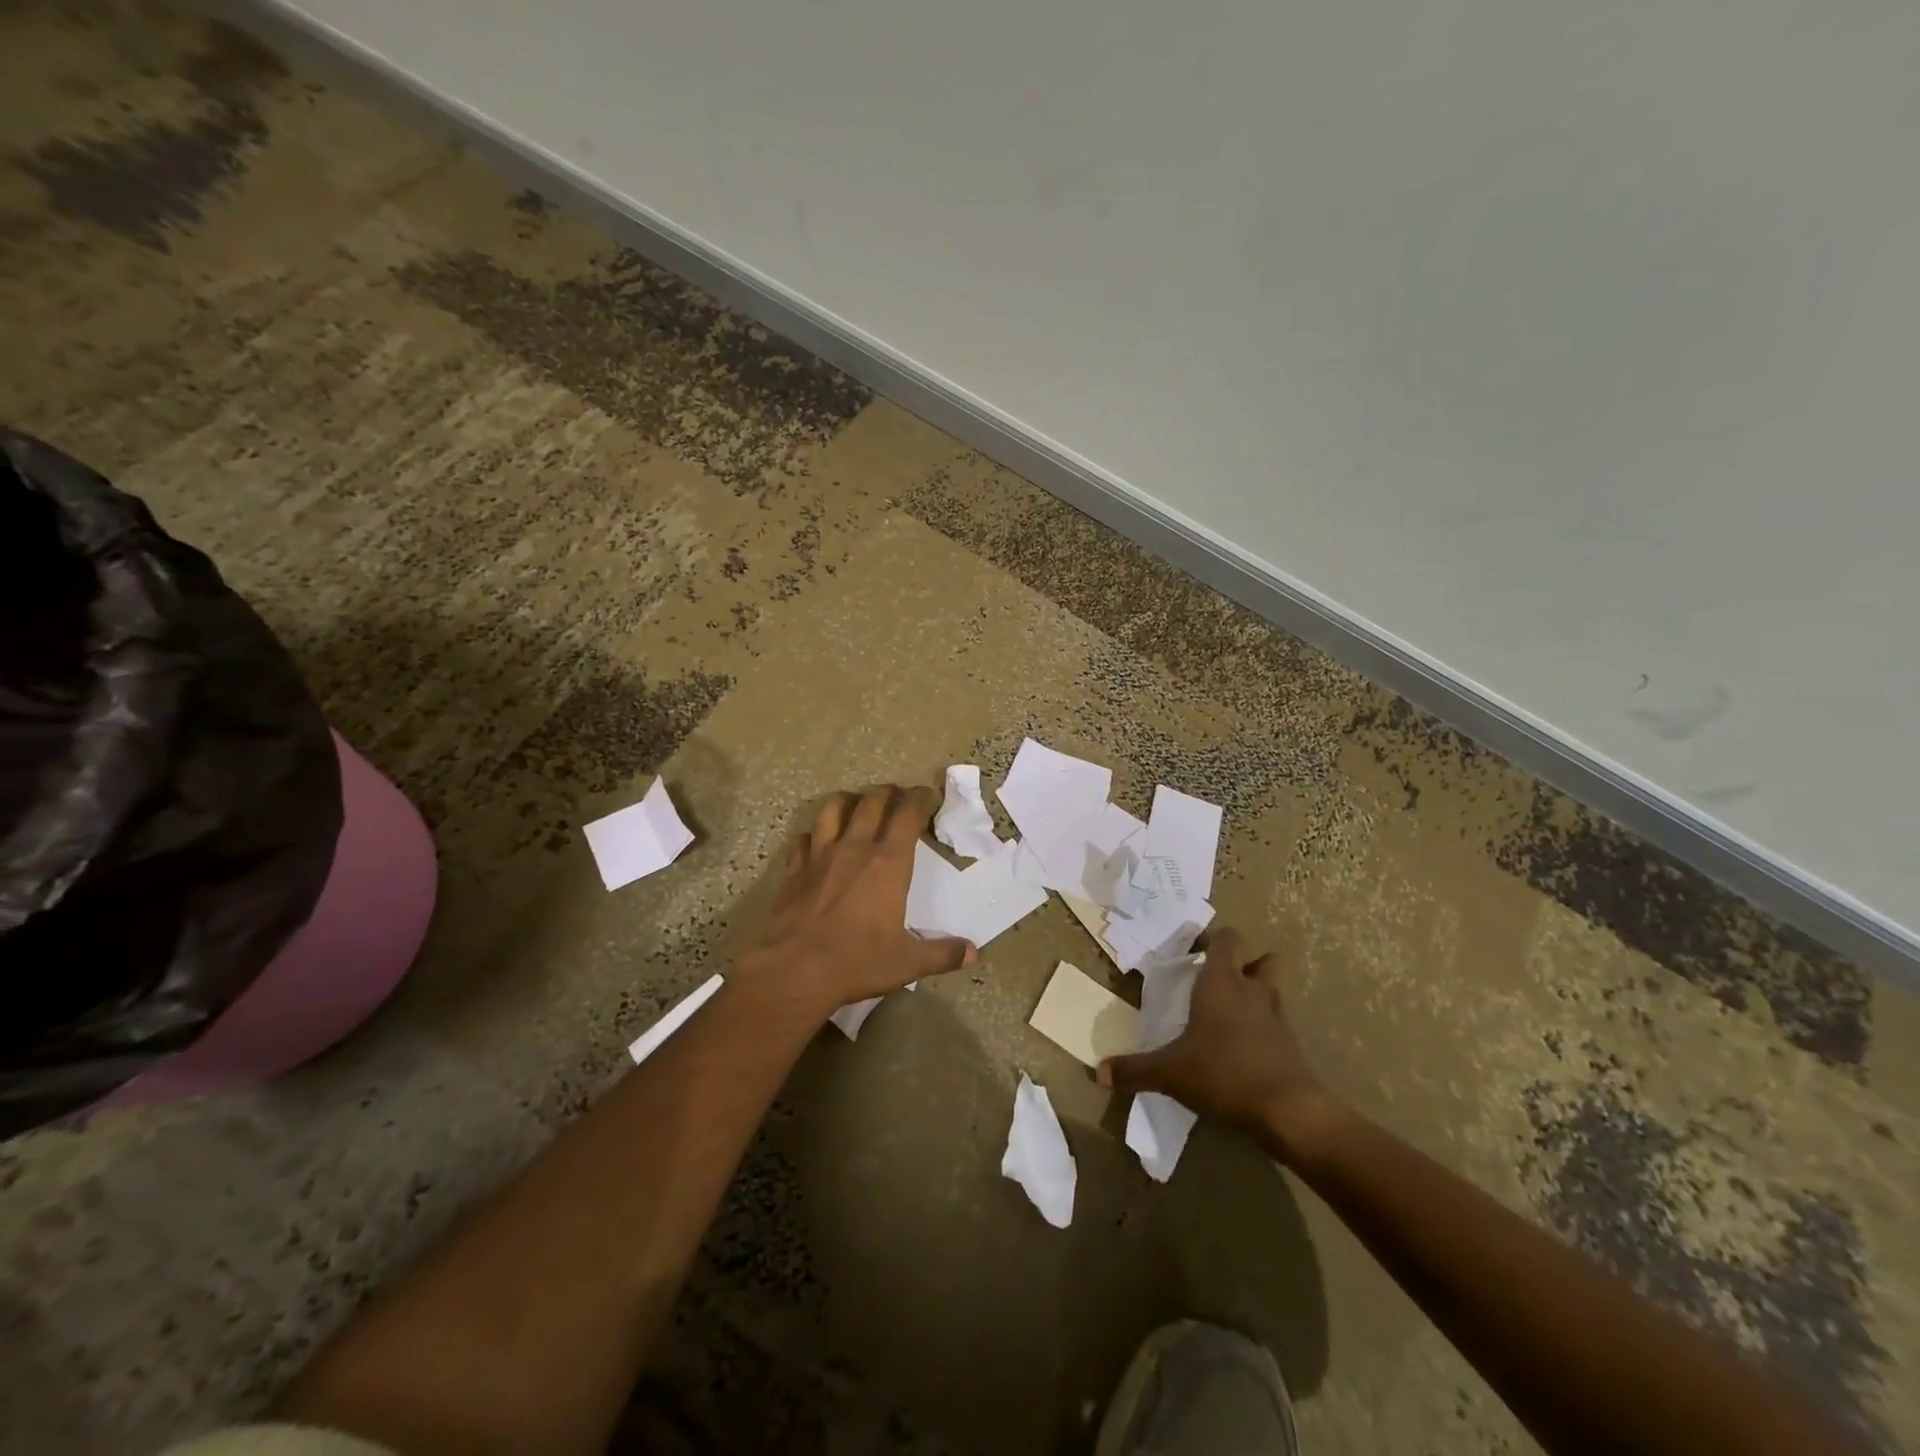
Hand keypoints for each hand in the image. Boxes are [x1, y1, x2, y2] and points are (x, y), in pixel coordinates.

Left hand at [735, 784, 973, 1018]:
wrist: (794, 970)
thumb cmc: (856, 962)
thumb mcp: (908, 963)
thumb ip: (942, 954)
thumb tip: (973, 952)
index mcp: (889, 863)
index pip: (907, 815)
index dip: (919, 798)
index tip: (926, 794)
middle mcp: (856, 848)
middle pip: (873, 802)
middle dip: (889, 793)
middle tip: (898, 795)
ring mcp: (820, 855)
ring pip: (833, 808)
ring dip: (849, 800)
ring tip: (857, 803)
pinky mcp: (794, 869)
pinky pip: (804, 838)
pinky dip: (814, 834)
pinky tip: (817, 842)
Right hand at [1097, 927, 1335, 1160]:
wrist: (1289, 1111)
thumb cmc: (1224, 1073)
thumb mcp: (1170, 1073)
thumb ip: (1134, 1070)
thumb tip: (1098, 1072)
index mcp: (1222, 982)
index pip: (1227, 938)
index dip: (1212, 940)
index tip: (1192, 955)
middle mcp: (1253, 991)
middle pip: (1263, 958)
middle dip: (1245, 964)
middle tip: (1218, 982)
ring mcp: (1278, 1017)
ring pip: (1274, 989)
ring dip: (1257, 994)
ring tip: (1231, 1015)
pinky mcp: (1293, 1045)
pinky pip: (1278, 1024)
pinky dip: (1264, 1029)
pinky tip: (1245, 1050)